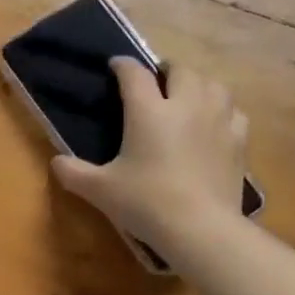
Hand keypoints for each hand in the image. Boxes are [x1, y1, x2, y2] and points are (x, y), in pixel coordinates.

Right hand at [52, 58, 249, 259]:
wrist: (200, 228)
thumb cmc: (146, 203)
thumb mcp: (101, 190)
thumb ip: (74, 173)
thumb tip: (56, 163)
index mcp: (149, 110)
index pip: (134, 74)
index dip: (123, 65)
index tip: (115, 65)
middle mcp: (185, 105)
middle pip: (181, 70)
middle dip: (167, 69)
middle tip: (157, 81)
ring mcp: (217, 121)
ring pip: (214, 85)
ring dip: (199, 84)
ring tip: (189, 96)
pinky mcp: (238, 142)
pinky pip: (234, 112)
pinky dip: (223, 110)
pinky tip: (216, 122)